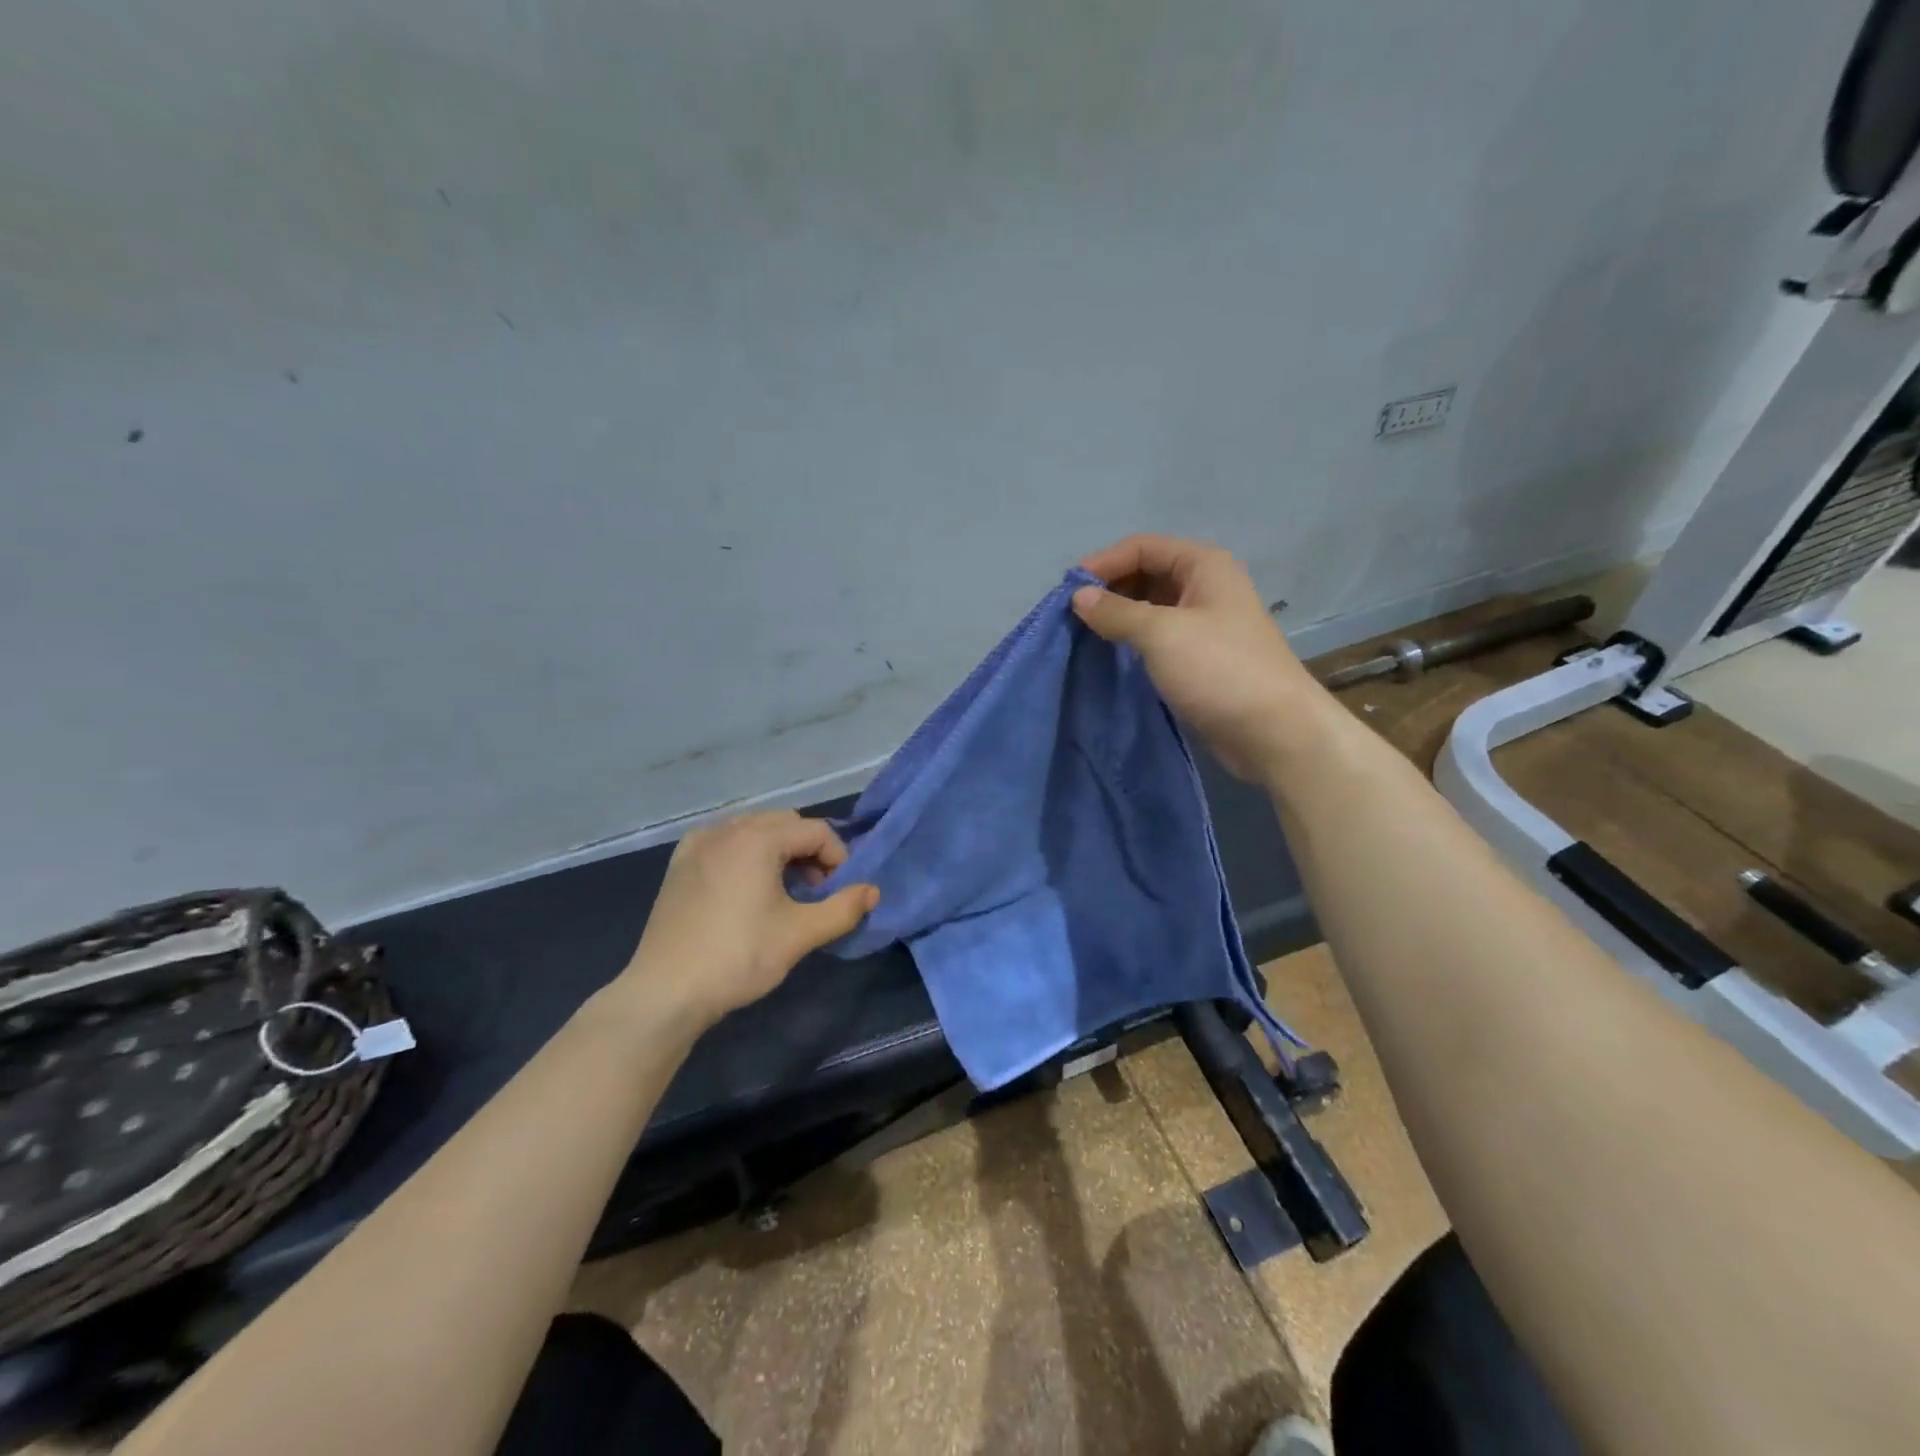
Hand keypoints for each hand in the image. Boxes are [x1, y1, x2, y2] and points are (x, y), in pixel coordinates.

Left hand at [621, 811, 879, 1027]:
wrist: (665, 993)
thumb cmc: (738, 957)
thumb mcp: (799, 934)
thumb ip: (843, 908)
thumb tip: (872, 891)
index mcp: (757, 838)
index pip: (816, 831)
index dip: (838, 858)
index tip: (839, 894)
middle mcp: (726, 829)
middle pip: (785, 824)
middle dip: (809, 851)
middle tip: (815, 892)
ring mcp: (697, 845)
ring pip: (753, 830)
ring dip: (779, 851)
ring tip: (784, 892)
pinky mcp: (679, 865)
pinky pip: (724, 843)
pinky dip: (745, 854)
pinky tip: (745, 887)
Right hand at [1073, 534, 1328, 781]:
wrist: (1273, 731)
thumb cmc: (1219, 670)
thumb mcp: (1161, 633)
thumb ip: (1116, 612)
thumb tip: (1079, 597)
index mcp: (1203, 565)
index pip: (1142, 547)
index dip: (1103, 563)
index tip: (1067, 591)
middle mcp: (1205, 587)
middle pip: (1146, 574)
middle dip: (1109, 589)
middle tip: (1072, 615)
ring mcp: (1204, 623)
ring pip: (1151, 607)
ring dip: (1118, 617)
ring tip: (1084, 635)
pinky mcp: (1200, 657)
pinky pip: (1158, 637)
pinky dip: (1132, 641)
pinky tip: (1110, 655)